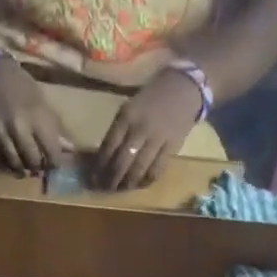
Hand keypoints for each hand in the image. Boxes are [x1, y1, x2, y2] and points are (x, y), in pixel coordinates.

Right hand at [0, 56, 70, 175]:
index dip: (55, 163)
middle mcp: (17, 126)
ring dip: (21, 170)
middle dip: (38, 167)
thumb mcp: (41, 100)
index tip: (55, 165)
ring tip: (25, 170)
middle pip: (31, 161)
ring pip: (13, 163)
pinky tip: (10, 163)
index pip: (51, 151)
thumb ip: (54, 126)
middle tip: (39, 167)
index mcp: (36, 115)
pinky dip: (4, 164)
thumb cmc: (20, 84)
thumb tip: (69, 149)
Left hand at [93, 69, 204, 189]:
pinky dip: (146, 181)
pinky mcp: (172, 147)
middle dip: (111, 180)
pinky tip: (140, 184)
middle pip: (121, 163)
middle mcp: (140, 129)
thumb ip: (118, 131)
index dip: (99, 167)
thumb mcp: (129, 108)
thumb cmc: (151, 98)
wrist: (184, 87)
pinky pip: (156, 170)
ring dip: (127, 184)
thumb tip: (104, 158)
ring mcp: (157, 139)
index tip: (93, 179)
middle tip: (105, 189)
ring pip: (138, 170)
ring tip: (121, 189)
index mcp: (126, 117)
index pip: (108, 148)